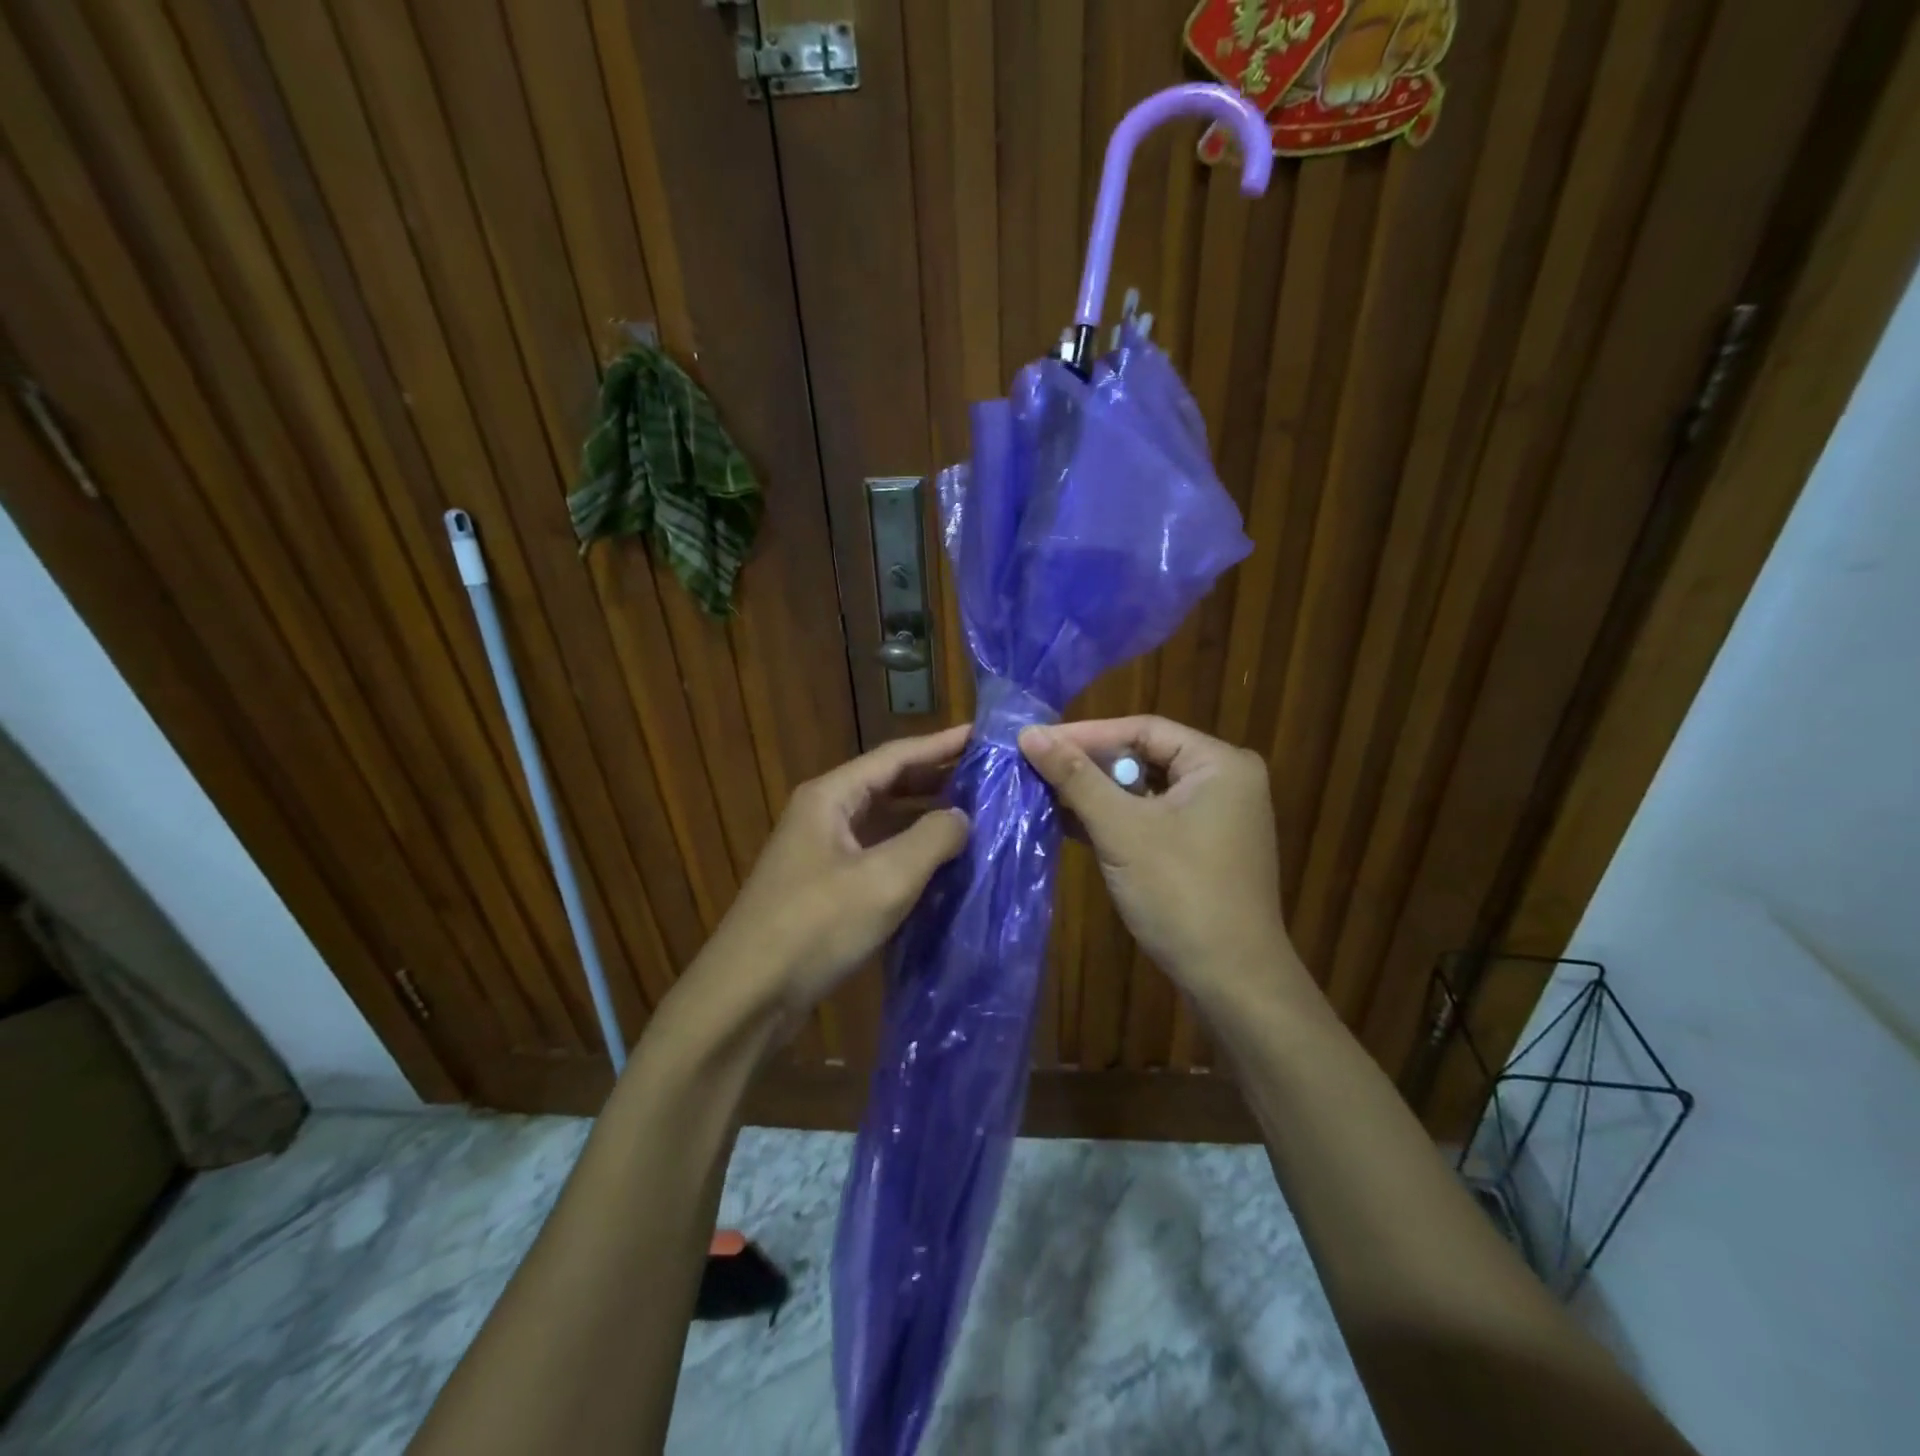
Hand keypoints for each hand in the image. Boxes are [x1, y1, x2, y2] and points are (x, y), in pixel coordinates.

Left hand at [696, 724, 970, 1034]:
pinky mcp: (823, 888)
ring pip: (881, 822)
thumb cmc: (816, 926)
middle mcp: (822, 815)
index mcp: (830, 797)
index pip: (894, 756)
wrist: (747, 996)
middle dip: (935, 779)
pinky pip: (874, 855)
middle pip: (886, 785)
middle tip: (985, 777)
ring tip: (972, 815)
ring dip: (923, 817)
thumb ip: (932, 838)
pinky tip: (938, 864)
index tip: (982, 735)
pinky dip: (907, 853)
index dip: (940, 744)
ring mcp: (820, 852)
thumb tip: (963, 817)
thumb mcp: (885, 878)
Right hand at [1019, 716, 1295, 1006]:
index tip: (1035, 741)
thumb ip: (1076, 778)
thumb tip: (1029, 733)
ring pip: (1144, 791)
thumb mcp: (1122, 830)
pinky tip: (1069, 824)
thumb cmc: (1181, 894)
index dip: (1086, 733)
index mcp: (1219, 764)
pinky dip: (1114, 821)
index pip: (1142, 729)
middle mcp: (1224, 782)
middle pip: (1144, 757)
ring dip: (1096, 796)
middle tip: (1036, 767)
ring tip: (1043, 793)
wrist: (1232, 983)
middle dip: (1089, 766)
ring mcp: (1215, 818)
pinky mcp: (1202, 849)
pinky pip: (1150, 819)